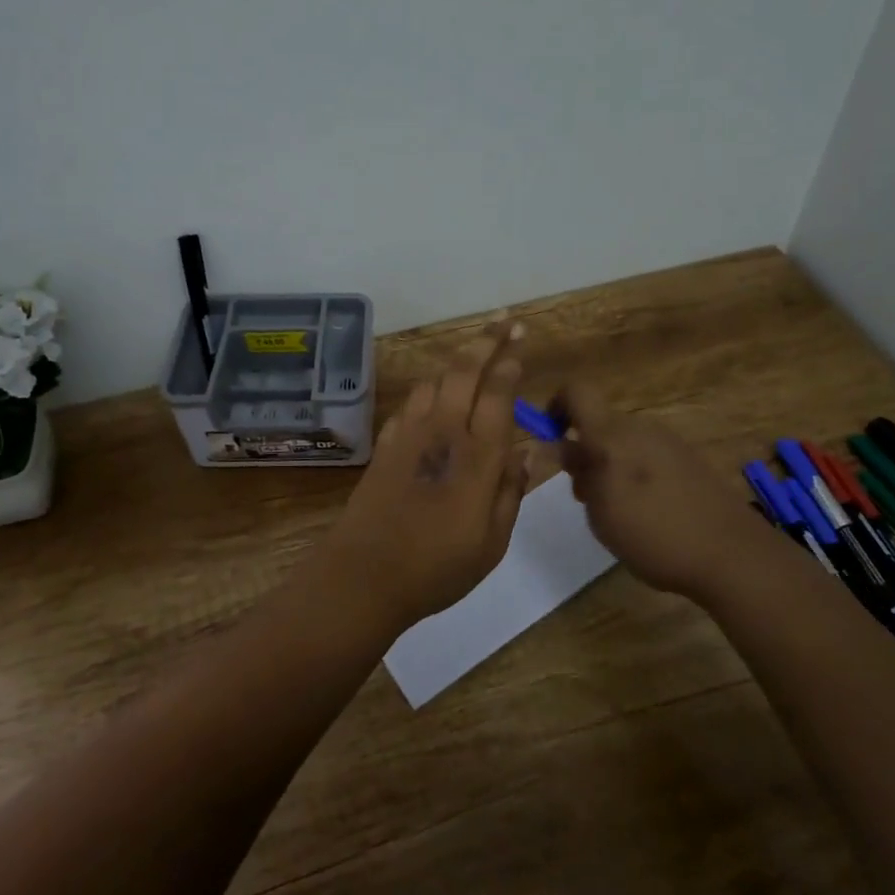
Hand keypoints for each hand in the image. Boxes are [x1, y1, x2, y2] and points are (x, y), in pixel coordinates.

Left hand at [320, 325, 530, 631]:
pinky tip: (434, 397)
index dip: (510, 363)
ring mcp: (409, 434)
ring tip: (474, 352)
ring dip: (456, 361)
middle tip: (506, 320)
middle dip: (487, 340)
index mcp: (477, 455)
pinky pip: (411, 403)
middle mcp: (443, 432)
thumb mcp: (492, 542)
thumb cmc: (437, 567)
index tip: (521, 342)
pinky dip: (429, 390)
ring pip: (435, 380)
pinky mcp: (384, 444)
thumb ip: (512, 491)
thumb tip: (530, 452)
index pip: (498, 393)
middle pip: (465, 370)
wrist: (364, 575)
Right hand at [553, 383, 774, 602]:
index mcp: (611, 434)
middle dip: (583, 451)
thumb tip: (560, 446)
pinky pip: (647, 455)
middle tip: (584, 496)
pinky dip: (635, 474)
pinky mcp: (689, 459)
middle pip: (599, 423)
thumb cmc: (653, 534)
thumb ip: (578, 474)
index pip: (575, 391)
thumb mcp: (600, 511)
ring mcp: (668, 442)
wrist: (731, 554)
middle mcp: (639, 428)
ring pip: (623, 442)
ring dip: (609, 465)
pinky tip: (648, 513)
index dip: (555, 406)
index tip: (550, 439)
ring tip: (617, 512)